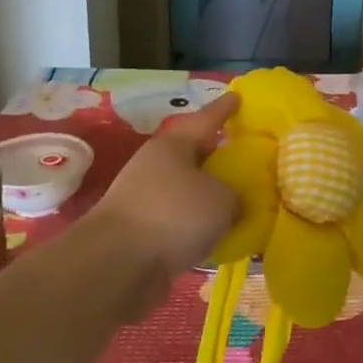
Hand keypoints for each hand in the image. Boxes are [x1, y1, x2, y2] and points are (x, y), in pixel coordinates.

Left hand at [95, 93, 241, 278]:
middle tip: (246, 159)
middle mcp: (156, 166)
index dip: (224, 109)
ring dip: (207, 197)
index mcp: (174, 145)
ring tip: (238, 204)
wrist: (116, 266)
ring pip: (186, 191)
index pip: (206, 119)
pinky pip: (178, 222)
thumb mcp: (222, 200)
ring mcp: (144, 200)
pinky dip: (196, 227)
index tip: (238, 96)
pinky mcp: (140, 233)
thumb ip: (236, 196)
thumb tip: (232, 203)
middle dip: (218, 158)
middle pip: (194, 155)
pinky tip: (218, 237)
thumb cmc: (172, 215)